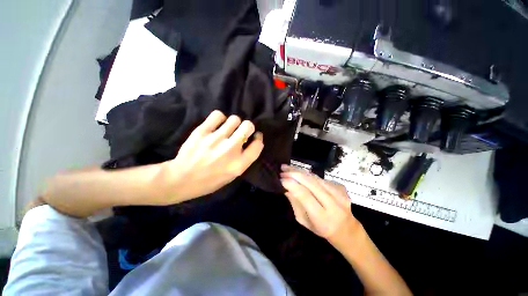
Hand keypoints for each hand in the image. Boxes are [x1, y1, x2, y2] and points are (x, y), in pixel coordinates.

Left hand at [161, 110, 263, 202]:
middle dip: (248, 127)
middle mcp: (230, 149)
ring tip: (228, 129)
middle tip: (241, 132)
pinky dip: (220, 118)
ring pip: (234, 119)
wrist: (182, 179)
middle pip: (248, 126)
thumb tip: (251, 141)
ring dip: (234, 124)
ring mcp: (215, 139)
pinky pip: (218, 115)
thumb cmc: (210, 180)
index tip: (255, 137)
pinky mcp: (202, 131)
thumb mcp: (233, 175)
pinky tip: (217, 125)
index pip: (258, 145)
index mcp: (239, 164)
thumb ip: (244, 159)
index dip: (258, 139)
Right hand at [280, 165, 360, 245]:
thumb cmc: (321, 229)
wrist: (347, 229)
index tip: (280, 179)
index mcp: (322, 218)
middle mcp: (334, 204)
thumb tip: (286, 187)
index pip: (305, 195)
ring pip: (316, 178)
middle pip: (311, 183)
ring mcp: (340, 194)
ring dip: (301, 171)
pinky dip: (309, 175)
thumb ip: (295, 203)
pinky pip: (321, 179)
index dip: (292, 184)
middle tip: (283, 169)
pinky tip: (302, 175)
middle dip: (295, 173)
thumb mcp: (304, 221)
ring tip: (289, 168)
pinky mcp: (341, 187)